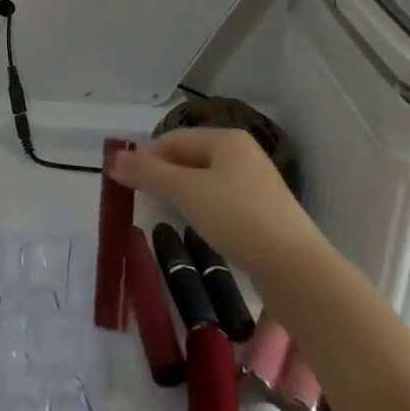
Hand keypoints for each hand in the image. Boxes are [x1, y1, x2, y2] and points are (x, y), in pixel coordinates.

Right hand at [111, 130, 323, 301]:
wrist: (297, 271)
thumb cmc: (238, 219)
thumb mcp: (185, 192)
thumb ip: (147, 174)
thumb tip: (112, 159)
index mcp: (226, 138)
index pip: (173, 139)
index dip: (146, 157)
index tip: (126, 183)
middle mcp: (242, 154)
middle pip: (189, 158)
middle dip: (163, 177)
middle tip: (143, 201)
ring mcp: (256, 184)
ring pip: (205, 182)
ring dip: (181, 196)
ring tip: (166, 216)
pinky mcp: (264, 214)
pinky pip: (222, 202)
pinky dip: (203, 211)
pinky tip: (198, 230)